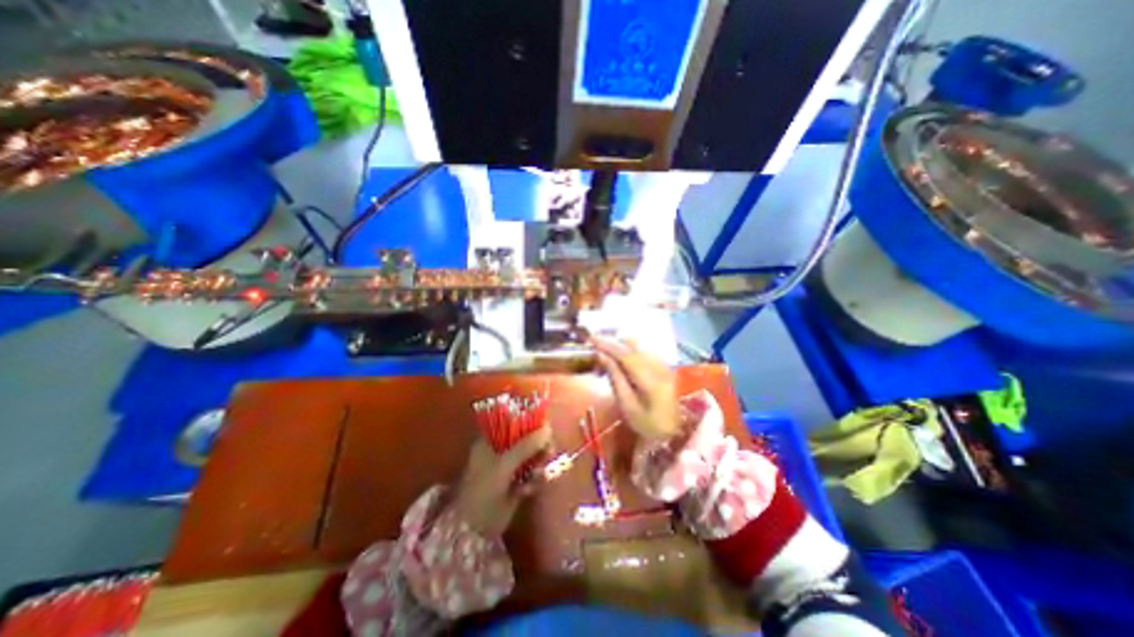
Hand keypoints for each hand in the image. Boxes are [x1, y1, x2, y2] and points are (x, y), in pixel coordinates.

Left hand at [455, 427, 553, 536]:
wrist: (475, 528)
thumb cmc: (483, 488)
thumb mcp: (504, 463)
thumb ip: (526, 445)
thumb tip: (548, 429)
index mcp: (491, 439)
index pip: (513, 420)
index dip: (530, 421)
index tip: (544, 426)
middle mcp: (501, 449)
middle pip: (527, 437)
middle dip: (539, 444)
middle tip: (548, 451)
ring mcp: (510, 466)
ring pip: (532, 456)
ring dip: (539, 463)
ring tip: (538, 473)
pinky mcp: (518, 482)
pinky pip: (533, 474)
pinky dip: (534, 480)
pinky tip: (528, 490)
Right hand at [595, 336, 669, 439]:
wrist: (682, 430)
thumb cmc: (651, 425)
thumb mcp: (629, 407)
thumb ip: (616, 379)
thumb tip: (602, 356)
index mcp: (649, 377)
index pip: (624, 353)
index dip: (607, 344)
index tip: (591, 339)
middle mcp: (657, 364)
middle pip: (632, 344)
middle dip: (612, 342)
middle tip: (595, 347)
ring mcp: (663, 363)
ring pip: (638, 346)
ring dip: (620, 346)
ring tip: (606, 355)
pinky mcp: (665, 365)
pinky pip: (643, 351)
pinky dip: (630, 351)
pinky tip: (621, 361)